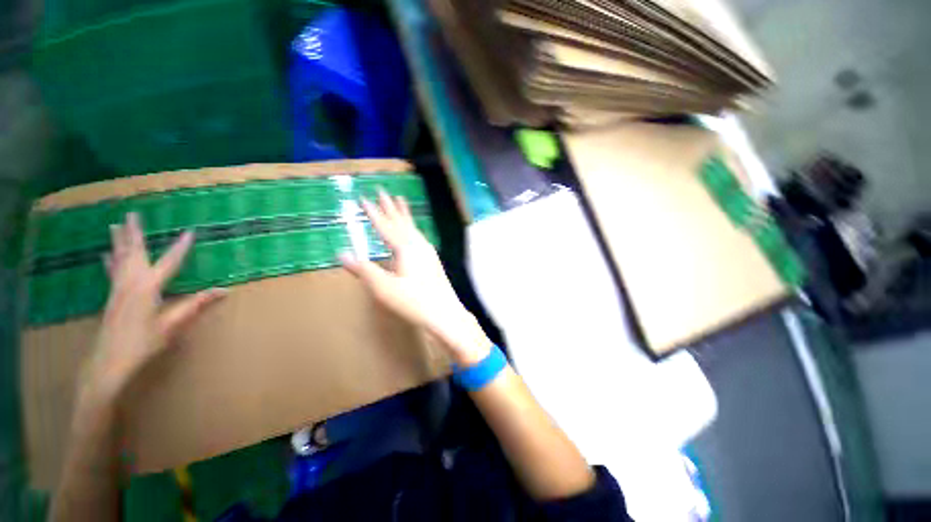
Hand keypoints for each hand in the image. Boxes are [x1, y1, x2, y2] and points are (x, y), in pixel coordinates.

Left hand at [82, 213, 226, 403]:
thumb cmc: (143, 344)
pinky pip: (112, 272)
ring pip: (119, 259)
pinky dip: (111, 261)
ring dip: (119, 241)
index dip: (181, 246)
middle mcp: (131, 282)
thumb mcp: (172, 325)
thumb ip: (196, 305)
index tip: (190, 231)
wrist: (108, 363)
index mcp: (148, 287)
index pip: (169, 262)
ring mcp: (118, 289)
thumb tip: (225, 290)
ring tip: (116, 225)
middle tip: (132, 213)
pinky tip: (106, 255)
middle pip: (134, 253)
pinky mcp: (112, 297)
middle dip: (134, 233)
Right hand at [341, 192, 490, 364]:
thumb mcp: (384, 288)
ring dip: (404, 214)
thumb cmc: (413, 302)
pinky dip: (412, 227)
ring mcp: (428, 251)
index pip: (385, 226)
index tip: (363, 198)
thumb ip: (364, 269)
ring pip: (412, 227)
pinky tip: (413, 231)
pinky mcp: (433, 259)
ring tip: (400, 202)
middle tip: (383, 191)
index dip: (373, 213)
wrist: (445, 313)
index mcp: (405, 248)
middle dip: (390, 207)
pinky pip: (419, 236)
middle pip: (401, 222)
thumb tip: (342, 253)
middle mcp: (418, 244)